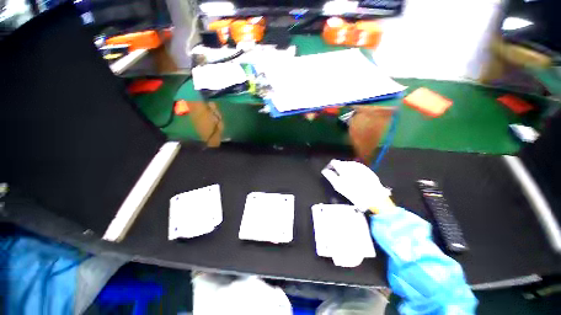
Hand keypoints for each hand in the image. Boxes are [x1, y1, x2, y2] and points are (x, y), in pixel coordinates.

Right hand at [321, 159, 391, 212]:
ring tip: (347, 178)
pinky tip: (355, 178)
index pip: (334, 162)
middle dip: (339, 168)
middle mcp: (352, 164)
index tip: (330, 171)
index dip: (331, 166)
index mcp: (344, 167)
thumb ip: (330, 176)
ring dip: (347, 169)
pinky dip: (354, 171)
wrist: (374, 197)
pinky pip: (357, 168)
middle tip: (339, 177)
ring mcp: (360, 166)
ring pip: (350, 165)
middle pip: (342, 163)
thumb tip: (325, 171)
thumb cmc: (354, 192)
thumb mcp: (339, 186)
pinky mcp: (367, 170)